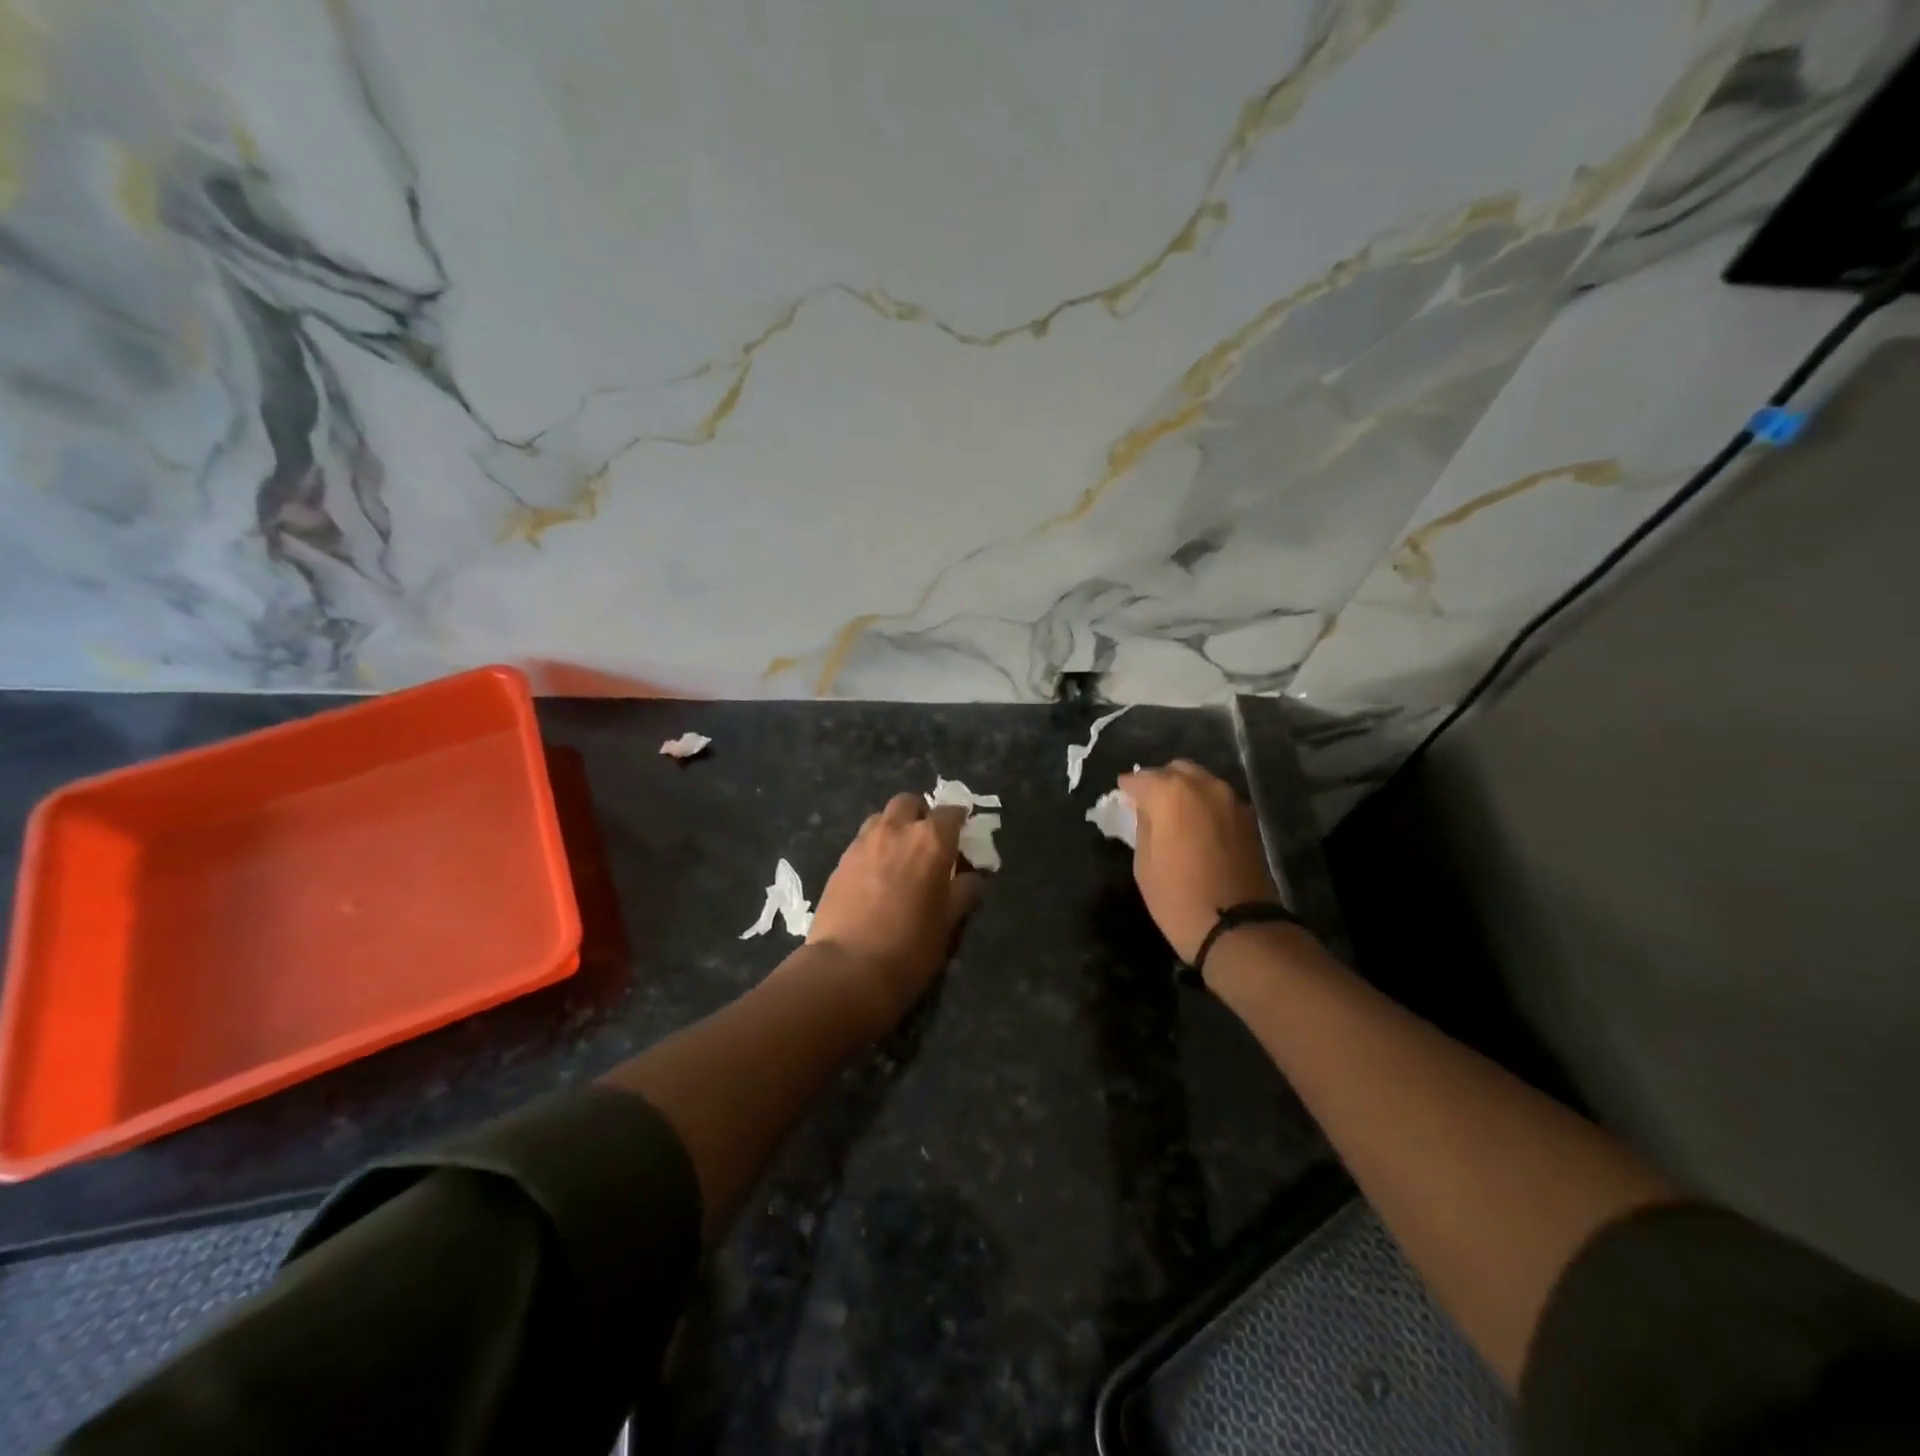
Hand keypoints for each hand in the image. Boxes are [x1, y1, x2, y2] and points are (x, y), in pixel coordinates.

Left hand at [805, 794, 983, 1027]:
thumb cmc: (911, 947)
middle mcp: (897, 830)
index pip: (951, 812)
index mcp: (931, 840)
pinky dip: (874, 847)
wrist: (848, 969)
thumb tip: (973, 877)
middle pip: (910, 803)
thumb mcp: (949, 921)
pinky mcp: (841, 860)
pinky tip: (876, 874)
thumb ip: (963, 891)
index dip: (958, 821)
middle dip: (921, 814)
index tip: (961, 834)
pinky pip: (862, 840)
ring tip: (899, 856)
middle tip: (927, 841)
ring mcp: (864, 842)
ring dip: (894, 827)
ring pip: (882, 817)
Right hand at [1119, 761, 1279, 962]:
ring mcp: (1231, 800)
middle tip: (1148, 805)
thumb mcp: (1144, 862)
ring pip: (1201, 781)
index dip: (1128, 788)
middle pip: (1175, 770)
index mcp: (1170, 793)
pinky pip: (1219, 799)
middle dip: (1159, 782)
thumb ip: (1143, 825)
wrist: (1237, 927)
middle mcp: (1203, 786)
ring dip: (1185, 791)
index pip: (1140, 778)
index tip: (1122, 798)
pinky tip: (1197, 826)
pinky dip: (1205, 805)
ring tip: (1174, 815)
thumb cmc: (1177, 897)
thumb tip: (1146, 809)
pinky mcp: (1249, 818)